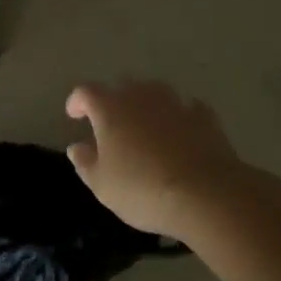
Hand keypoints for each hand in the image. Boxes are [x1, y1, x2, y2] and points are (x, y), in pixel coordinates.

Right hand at [65, 80, 250, 239]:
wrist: (206, 194)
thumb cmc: (143, 189)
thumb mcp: (102, 185)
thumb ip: (85, 162)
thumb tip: (76, 147)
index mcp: (110, 108)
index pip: (86, 92)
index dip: (77, 101)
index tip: (74, 115)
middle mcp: (141, 97)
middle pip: (123, 86)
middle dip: (114, 100)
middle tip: (112, 123)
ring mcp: (176, 104)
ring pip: (156, 92)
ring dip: (148, 104)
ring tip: (147, 125)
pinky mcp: (205, 118)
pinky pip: (188, 109)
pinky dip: (181, 117)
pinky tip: (182, 132)